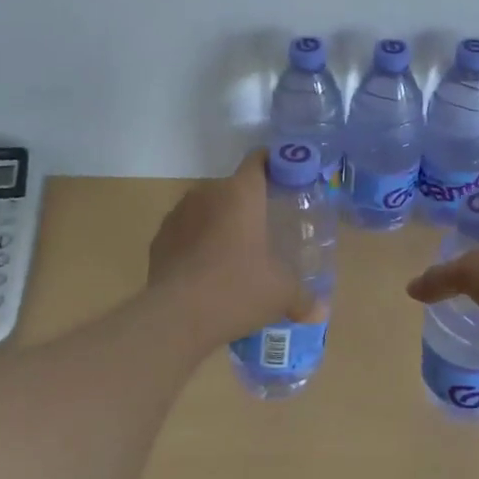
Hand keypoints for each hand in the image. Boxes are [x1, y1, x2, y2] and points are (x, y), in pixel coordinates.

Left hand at [147, 151, 317, 344]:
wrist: (176, 318)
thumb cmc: (238, 289)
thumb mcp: (281, 294)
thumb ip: (303, 297)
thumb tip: (320, 310)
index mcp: (242, 193)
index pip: (259, 160)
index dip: (274, 165)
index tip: (285, 180)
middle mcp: (208, 193)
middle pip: (233, 188)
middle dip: (248, 205)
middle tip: (264, 231)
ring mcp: (178, 214)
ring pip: (206, 209)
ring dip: (219, 224)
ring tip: (233, 254)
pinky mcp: (159, 239)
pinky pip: (184, 232)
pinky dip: (196, 243)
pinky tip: (205, 271)